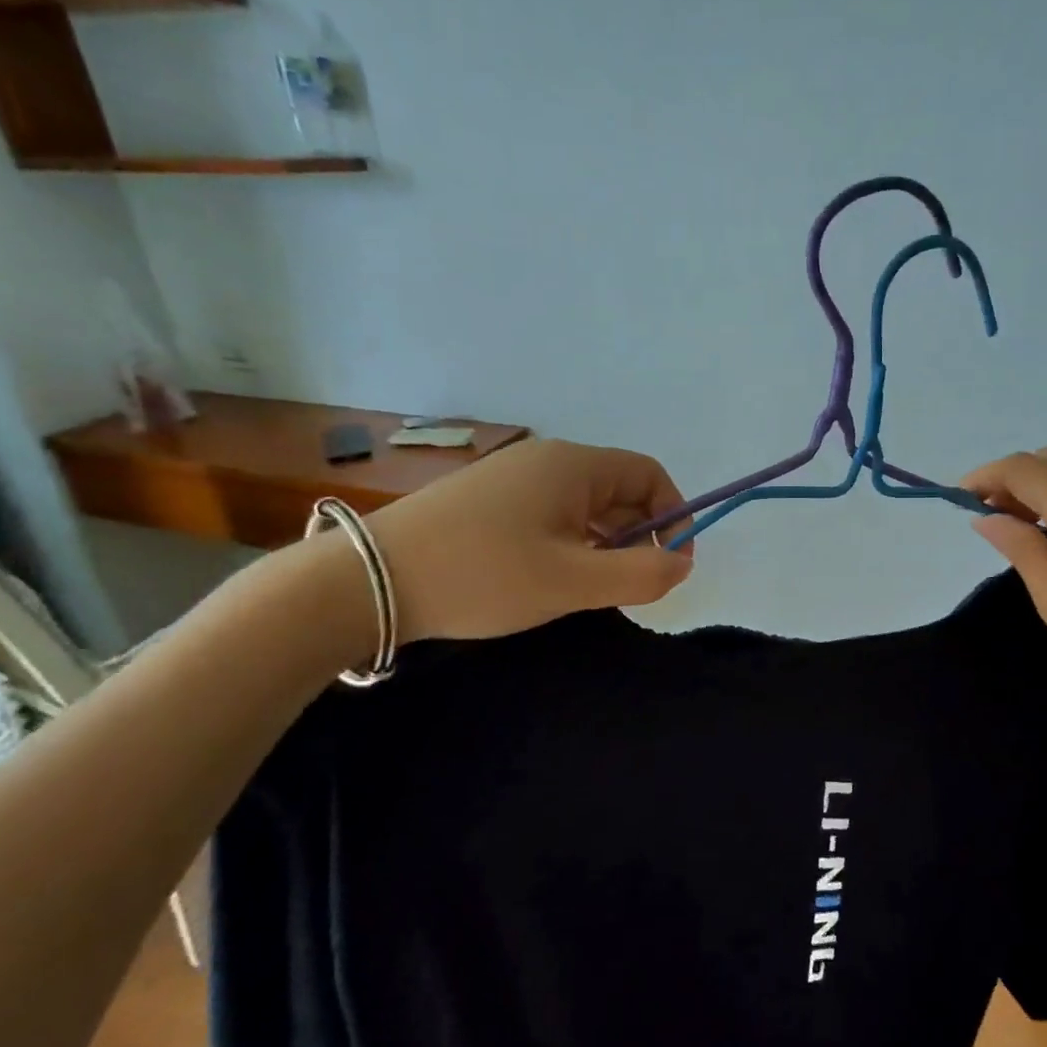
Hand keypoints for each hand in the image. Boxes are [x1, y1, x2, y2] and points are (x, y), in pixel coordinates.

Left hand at [364, 438, 692, 644]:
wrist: (366, 581)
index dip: (673, 516)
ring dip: (603, 542)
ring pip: (583, 504)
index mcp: (573, 465)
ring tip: (590, 587)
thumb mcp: (572, 582)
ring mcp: (512, 477)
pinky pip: (551, 513)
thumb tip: (680, 563)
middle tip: (629, 585)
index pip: (649, 475)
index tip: (671, 564)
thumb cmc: (482, 575)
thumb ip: (640, 574)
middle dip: (638, 535)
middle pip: (618, 488)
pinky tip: (551, 577)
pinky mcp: (487, 499)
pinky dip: (569, 542)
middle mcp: (546, 460)